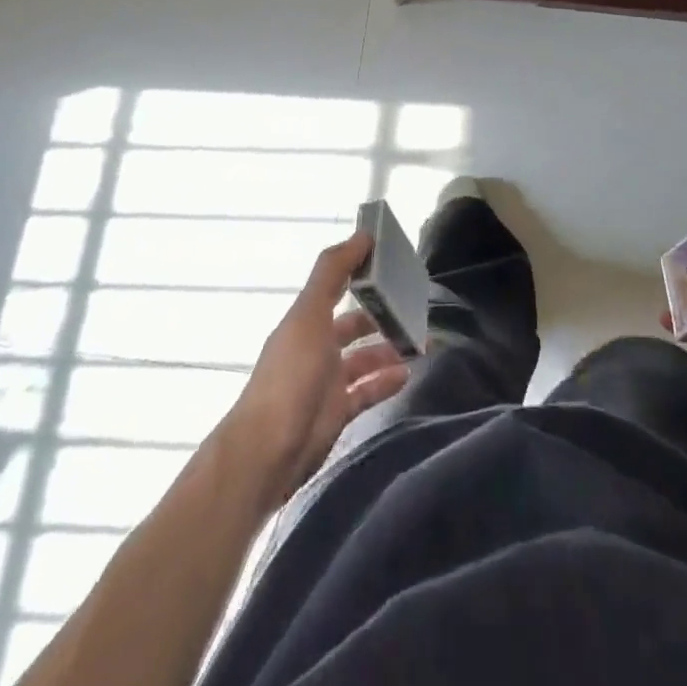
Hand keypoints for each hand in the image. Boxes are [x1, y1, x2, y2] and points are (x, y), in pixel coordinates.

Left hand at [223, 234, 411, 503]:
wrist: (267, 452)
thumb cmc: (291, 375)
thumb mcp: (310, 314)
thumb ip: (333, 272)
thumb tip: (362, 233)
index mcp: (306, 320)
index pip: (336, 284)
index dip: (360, 268)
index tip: (392, 258)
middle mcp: (315, 346)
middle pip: (352, 323)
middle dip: (381, 313)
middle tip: (415, 305)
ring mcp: (325, 382)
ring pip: (363, 358)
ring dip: (388, 348)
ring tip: (419, 340)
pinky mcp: (336, 414)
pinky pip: (367, 392)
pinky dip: (385, 381)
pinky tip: (407, 373)